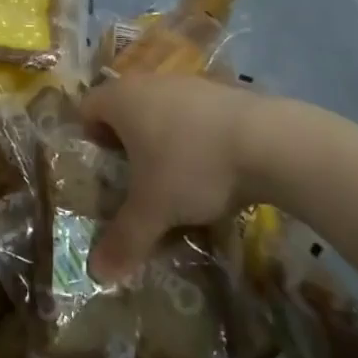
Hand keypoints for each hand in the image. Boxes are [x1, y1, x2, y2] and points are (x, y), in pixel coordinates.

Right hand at [81, 76, 257, 282]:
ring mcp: (190, 84)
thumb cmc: (192, 167)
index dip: (87, 139)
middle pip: (125, 110)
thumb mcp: (153, 210)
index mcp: (122, 99)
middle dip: (126, 145)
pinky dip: (195, 140)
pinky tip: (212, 171)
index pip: (87, 109)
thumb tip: (96, 274)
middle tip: (133, 182)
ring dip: (162, 142)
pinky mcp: (224, 93)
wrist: (269, 142)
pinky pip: (195, 117)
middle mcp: (150, 83)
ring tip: (175, 181)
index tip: (101, 171)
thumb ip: (123, 240)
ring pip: (162, 113)